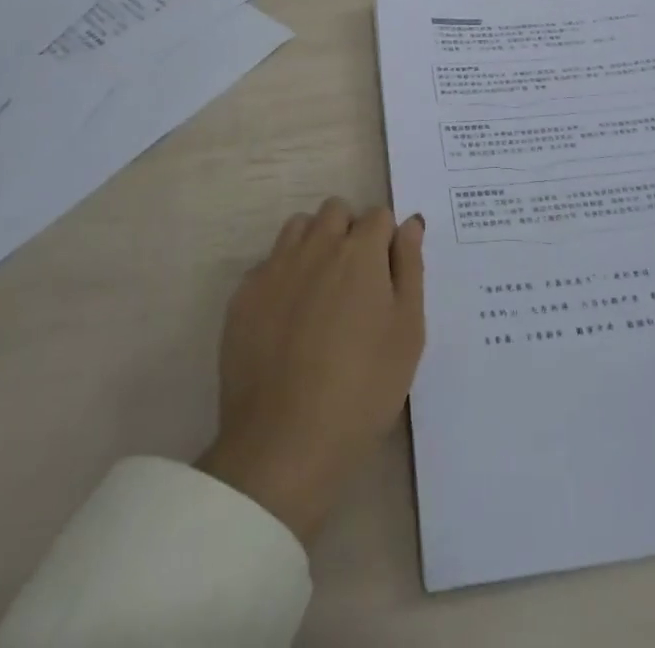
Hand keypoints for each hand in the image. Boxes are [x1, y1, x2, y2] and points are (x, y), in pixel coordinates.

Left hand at [196, 199, 425, 543]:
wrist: (284, 444)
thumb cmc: (363, 389)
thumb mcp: (407, 332)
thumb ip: (410, 268)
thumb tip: (410, 224)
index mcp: (360, 252)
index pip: (379, 215)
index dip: (386, 241)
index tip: (387, 275)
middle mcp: (316, 246)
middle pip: (335, 210)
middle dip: (349, 231)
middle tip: (355, 281)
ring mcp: (275, 267)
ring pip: (298, 227)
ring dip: (314, 243)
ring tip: (321, 291)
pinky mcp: (243, 295)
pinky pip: (268, 263)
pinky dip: (283, 276)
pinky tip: (288, 318)